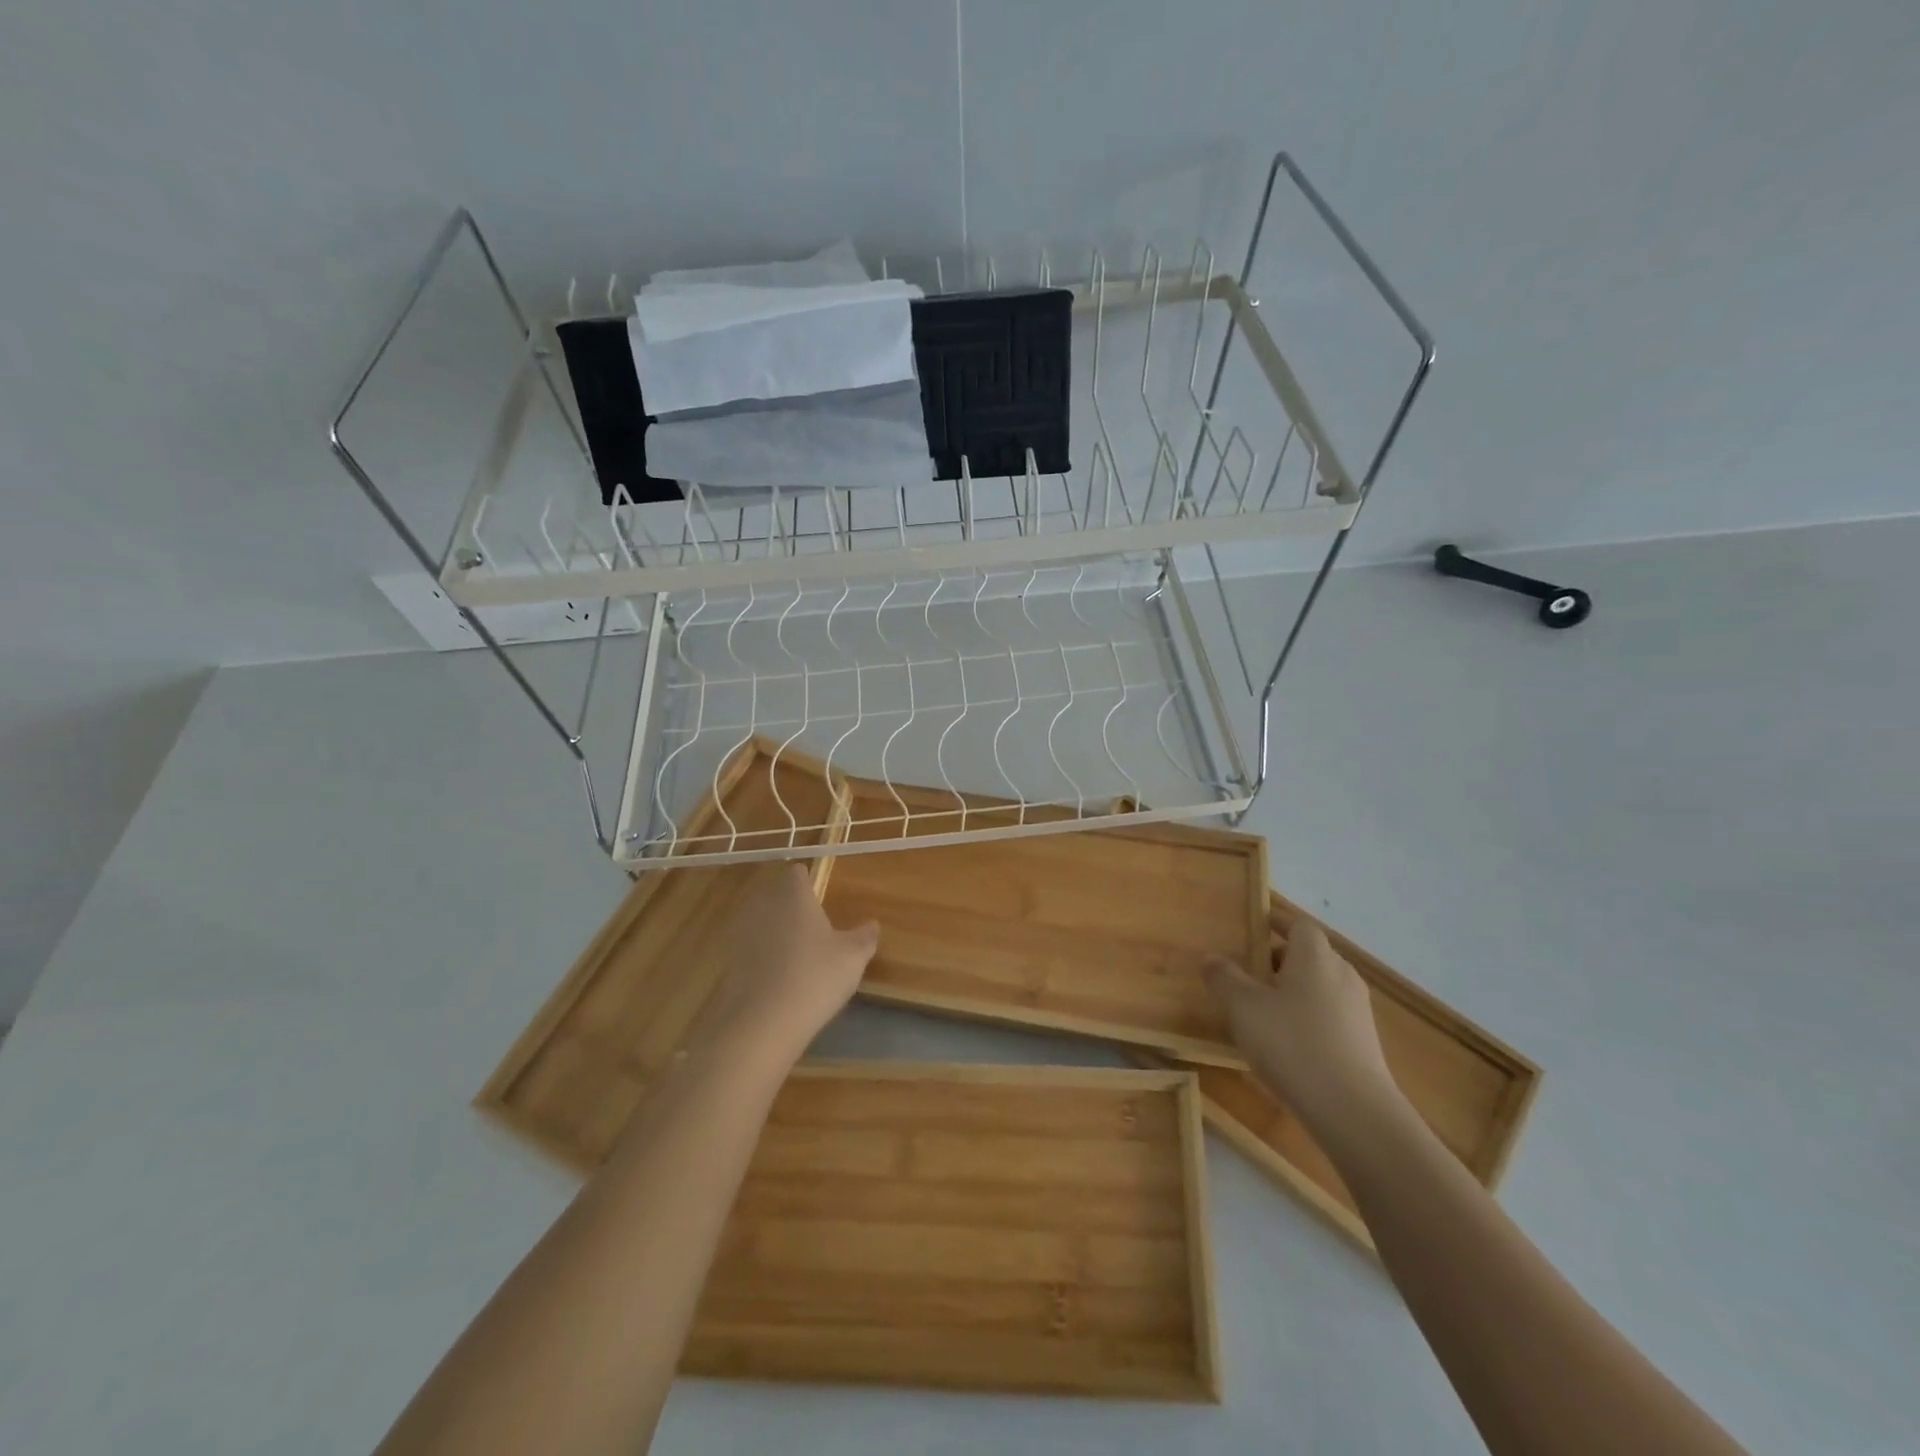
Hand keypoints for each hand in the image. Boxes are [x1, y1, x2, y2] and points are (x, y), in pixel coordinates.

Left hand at [697, 864, 878, 1066]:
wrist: (762, 1023)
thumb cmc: (815, 977)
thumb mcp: (853, 957)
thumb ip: (864, 937)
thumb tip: (872, 924)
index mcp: (793, 896)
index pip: (796, 873)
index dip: (807, 880)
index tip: (819, 895)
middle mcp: (763, 907)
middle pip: (775, 895)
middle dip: (790, 906)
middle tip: (811, 926)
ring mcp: (741, 934)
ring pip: (760, 922)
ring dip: (773, 932)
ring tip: (795, 954)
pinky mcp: (728, 963)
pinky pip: (749, 950)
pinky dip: (761, 958)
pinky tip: (777, 979)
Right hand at [1204, 909, 1404, 1140]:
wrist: (1353, 1111)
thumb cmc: (1292, 1044)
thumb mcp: (1243, 1007)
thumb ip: (1224, 977)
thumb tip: (1211, 957)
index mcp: (1315, 956)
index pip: (1299, 925)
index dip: (1277, 923)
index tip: (1254, 929)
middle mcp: (1342, 975)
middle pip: (1310, 955)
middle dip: (1280, 960)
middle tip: (1248, 974)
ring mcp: (1358, 1010)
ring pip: (1320, 986)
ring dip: (1293, 991)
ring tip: (1262, 1011)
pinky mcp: (1364, 1043)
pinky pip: (1330, 1015)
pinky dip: (1308, 1018)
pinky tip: (1286, 1044)